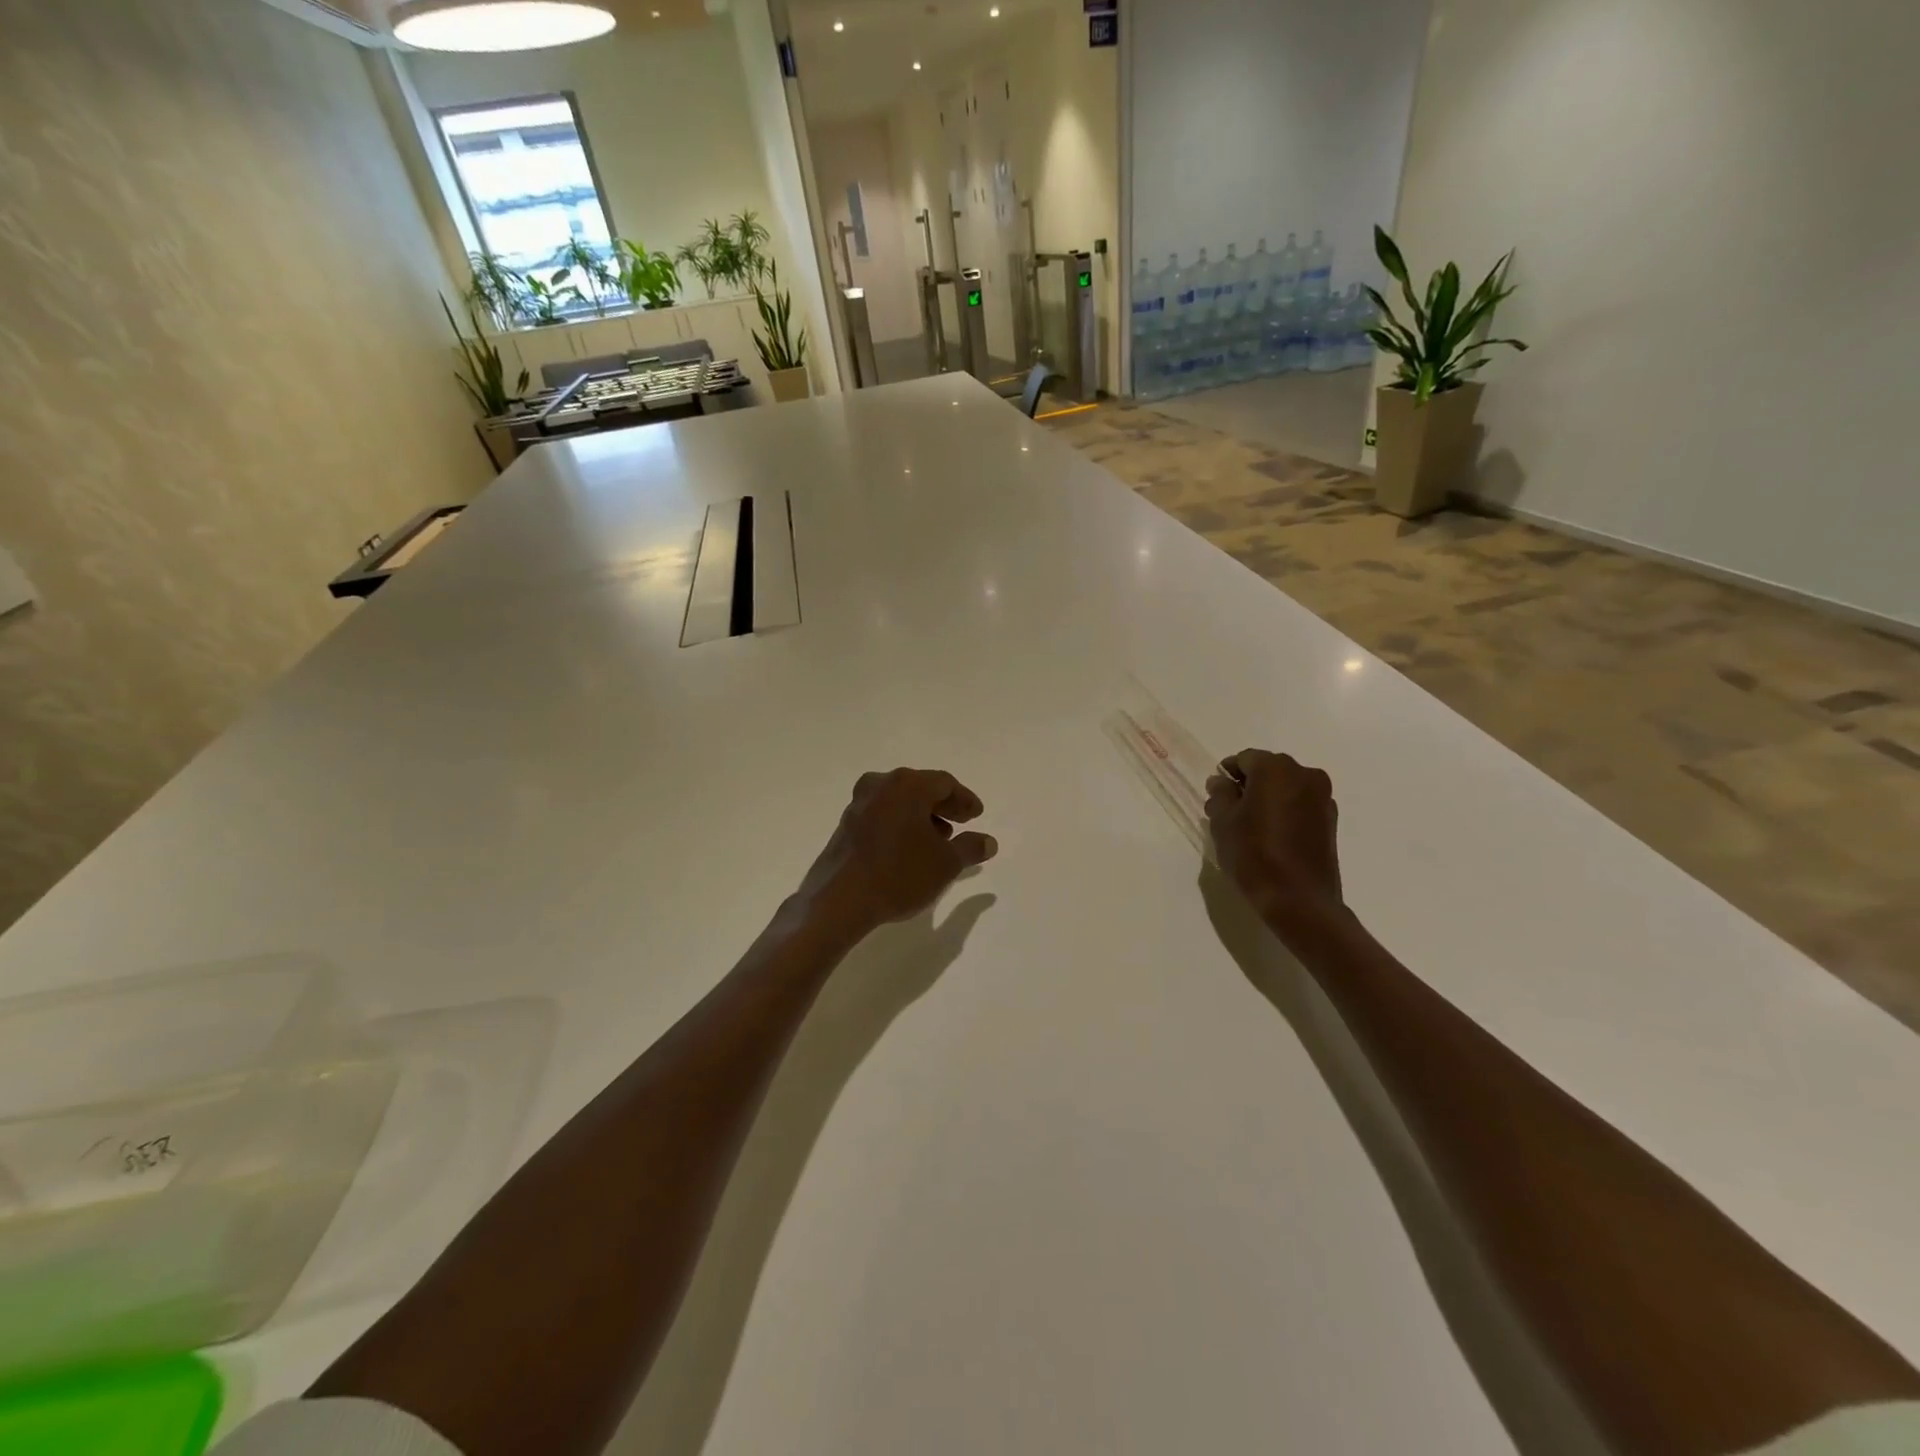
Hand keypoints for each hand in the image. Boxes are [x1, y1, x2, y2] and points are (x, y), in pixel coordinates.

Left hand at [796, 769, 997, 940]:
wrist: (839, 900)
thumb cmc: (900, 874)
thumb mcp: (946, 864)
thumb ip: (970, 848)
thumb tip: (988, 841)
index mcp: (908, 785)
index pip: (945, 783)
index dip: (965, 800)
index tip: (977, 816)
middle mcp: (881, 785)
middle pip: (920, 788)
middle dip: (943, 806)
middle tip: (961, 824)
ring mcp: (859, 804)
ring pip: (899, 802)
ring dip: (921, 817)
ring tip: (937, 841)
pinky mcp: (846, 825)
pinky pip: (882, 815)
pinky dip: (900, 825)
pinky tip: (909, 850)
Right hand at [1205, 750, 1344, 937]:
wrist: (1299, 900)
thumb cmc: (1254, 854)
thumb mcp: (1223, 822)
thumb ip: (1220, 795)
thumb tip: (1221, 782)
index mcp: (1275, 768)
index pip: (1244, 759)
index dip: (1226, 775)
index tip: (1216, 796)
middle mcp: (1304, 774)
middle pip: (1268, 770)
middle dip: (1248, 785)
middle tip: (1230, 811)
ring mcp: (1322, 797)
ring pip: (1285, 787)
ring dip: (1267, 798)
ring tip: (1251, 826)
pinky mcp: (1330, 820)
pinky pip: (1300, 804)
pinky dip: (1284, 811)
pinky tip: (1272, 836)